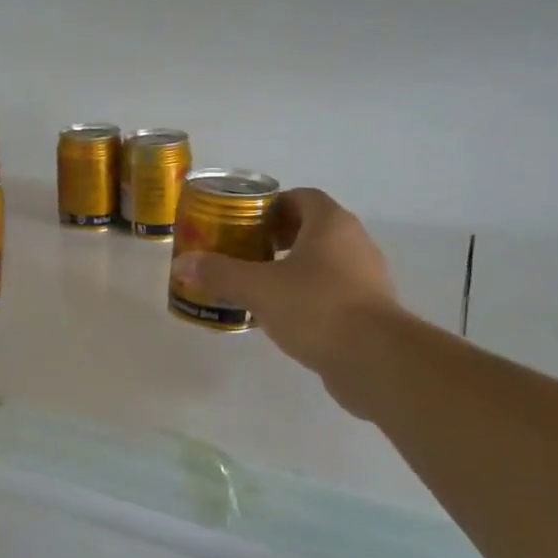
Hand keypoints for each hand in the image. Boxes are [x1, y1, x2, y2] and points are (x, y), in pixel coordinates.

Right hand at [172, 189, 400, 408]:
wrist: (375, 360)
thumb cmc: (316, 307)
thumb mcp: (258, 288)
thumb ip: (220, 273)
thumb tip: (182, 263)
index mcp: (331, 224)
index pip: (302, 197)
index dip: (272, 205)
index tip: (245, 222)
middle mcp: (354, 242)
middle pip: (312, 228)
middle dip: (276, 237)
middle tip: (243, 252)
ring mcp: (366, 277)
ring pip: (323, 262)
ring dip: (292, 268)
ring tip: (257, 285)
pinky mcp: (369, 310)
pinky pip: (332, 291)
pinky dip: (307, 295)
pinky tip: (282, 315)